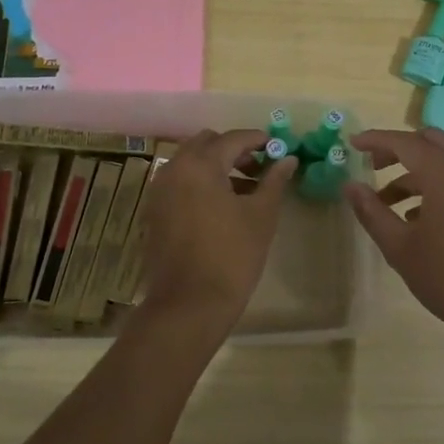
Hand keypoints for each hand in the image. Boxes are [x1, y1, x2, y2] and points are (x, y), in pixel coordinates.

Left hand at [136, 129, 296, 337]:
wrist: (189, 304)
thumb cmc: (231, 256)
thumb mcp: (261, 216)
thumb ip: (274, 181)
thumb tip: (288, 159)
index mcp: (200, 164)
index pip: (233, 138)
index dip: (258, 140)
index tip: (278, 148)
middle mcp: (174, 169)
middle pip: (206, 143)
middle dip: (233, 149)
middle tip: (259, 168)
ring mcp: (160, 190)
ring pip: (190, 162)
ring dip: (216, 165)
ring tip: (244, 189)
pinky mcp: (154, 211)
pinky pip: (180, 182)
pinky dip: (200, 182)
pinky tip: (221, 206)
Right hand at [345, 128, 443, 361]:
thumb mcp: (400, 248)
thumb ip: (372, 212)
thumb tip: (351, 185)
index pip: (405, 143)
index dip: (376, 140)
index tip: (353, 144)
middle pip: (431, 142)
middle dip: (399, 148)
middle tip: (374, 165)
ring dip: (416, 172)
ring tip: (389, 203)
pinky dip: (436, 186)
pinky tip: (420, 220)